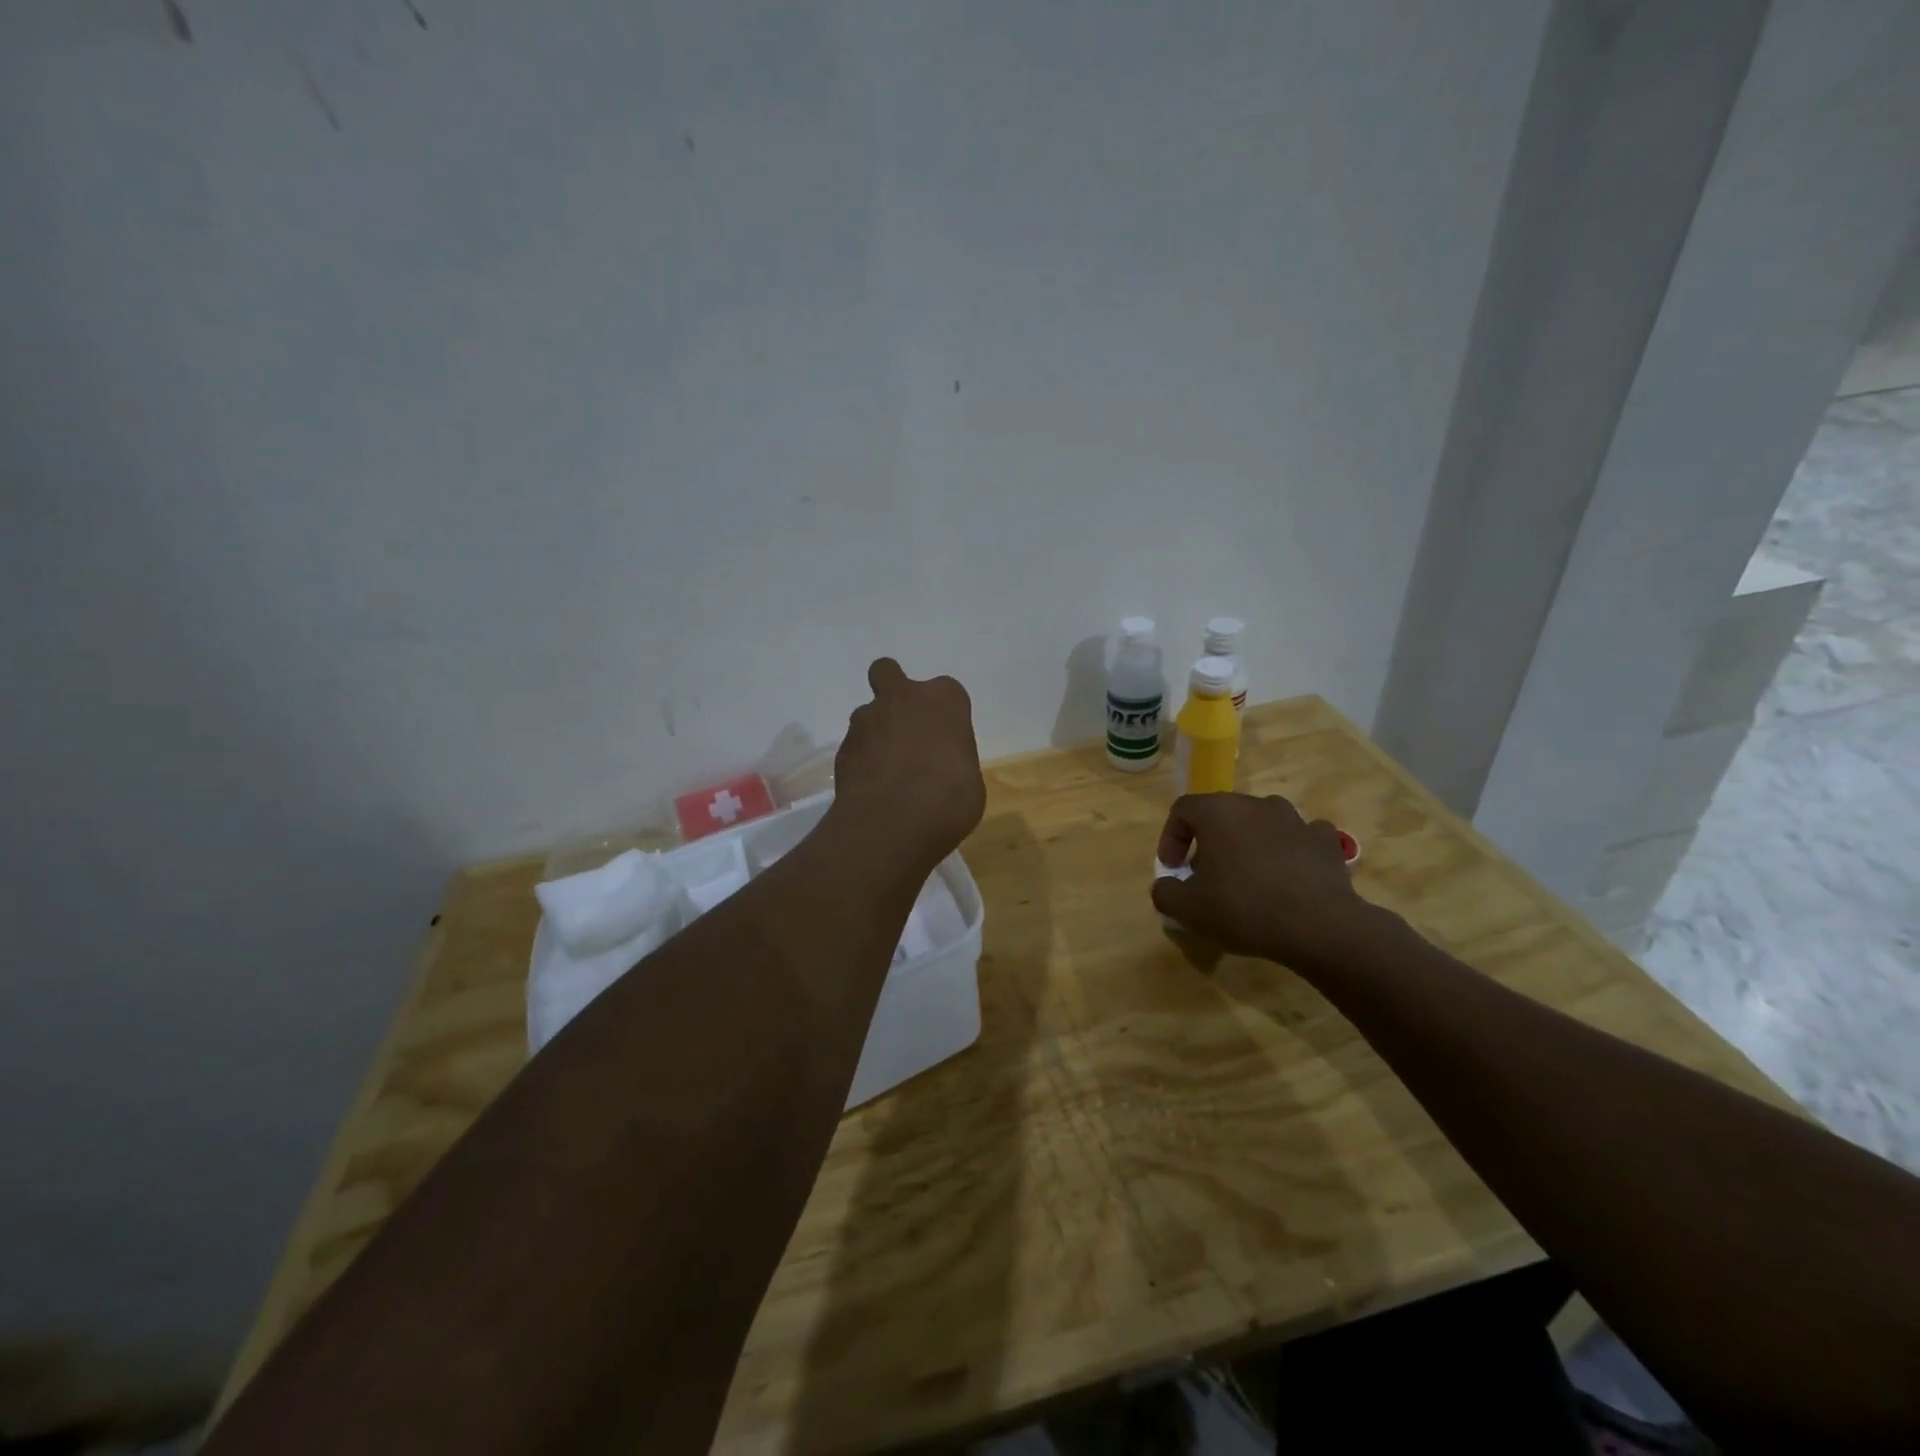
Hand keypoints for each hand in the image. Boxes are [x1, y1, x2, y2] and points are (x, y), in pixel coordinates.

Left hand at [832, 659, 985, 869]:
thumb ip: (951, 759)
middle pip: (889, 673)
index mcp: (944, 699)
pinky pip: (854, 746)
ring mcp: (867, 719)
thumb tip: (938, 766)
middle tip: (903, 728)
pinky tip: (871, 788)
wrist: (893, 822)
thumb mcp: (969, 780)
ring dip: (875, 733)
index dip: (944, 715)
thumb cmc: (948, 799)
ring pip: (868, 713)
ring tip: (886, 771)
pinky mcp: (842, 747)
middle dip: (893, 691)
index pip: (946, 692)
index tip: (946, 739)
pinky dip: (861, 761)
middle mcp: (903, 697)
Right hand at [1151, 793, 1388, 968]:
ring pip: (1262, 822)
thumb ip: (1165, 892)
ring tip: (1249, 876)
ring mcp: (1295, 819)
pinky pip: (1299, 837)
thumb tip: (1165, 885)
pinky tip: (1288, 875)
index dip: (1171, 837)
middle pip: (1222, 813)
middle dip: (1209, 841)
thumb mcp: (1189, 909)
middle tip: (1207, 874)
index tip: (1174, 868)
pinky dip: (1289, 850)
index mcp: (1218, 812)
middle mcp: (1255, 804)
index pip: (1183, 810)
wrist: (1319, 927)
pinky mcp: (1325, 840)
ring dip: (1249, 843)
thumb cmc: (1244, 908)